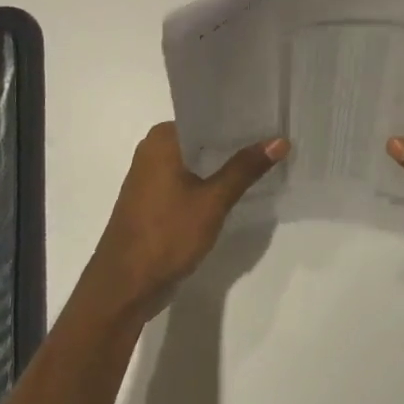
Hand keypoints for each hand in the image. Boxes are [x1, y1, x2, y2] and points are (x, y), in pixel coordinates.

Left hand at [86, 123, 288, 321]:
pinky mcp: (155, 200)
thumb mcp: (213, 201)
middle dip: (235, 141)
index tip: (270, 116)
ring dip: (224, 163)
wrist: (124, 287)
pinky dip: (211, 181)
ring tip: (264, 158)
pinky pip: (189, 180)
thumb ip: (244, 169)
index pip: (207, 116)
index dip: (239, 117)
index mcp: (162, 139)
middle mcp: (153, 150)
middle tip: (275, 137)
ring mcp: (152, 177)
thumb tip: (279, 140)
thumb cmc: (166, 235)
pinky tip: (238, 186)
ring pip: (197, 161)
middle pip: (203, 138)